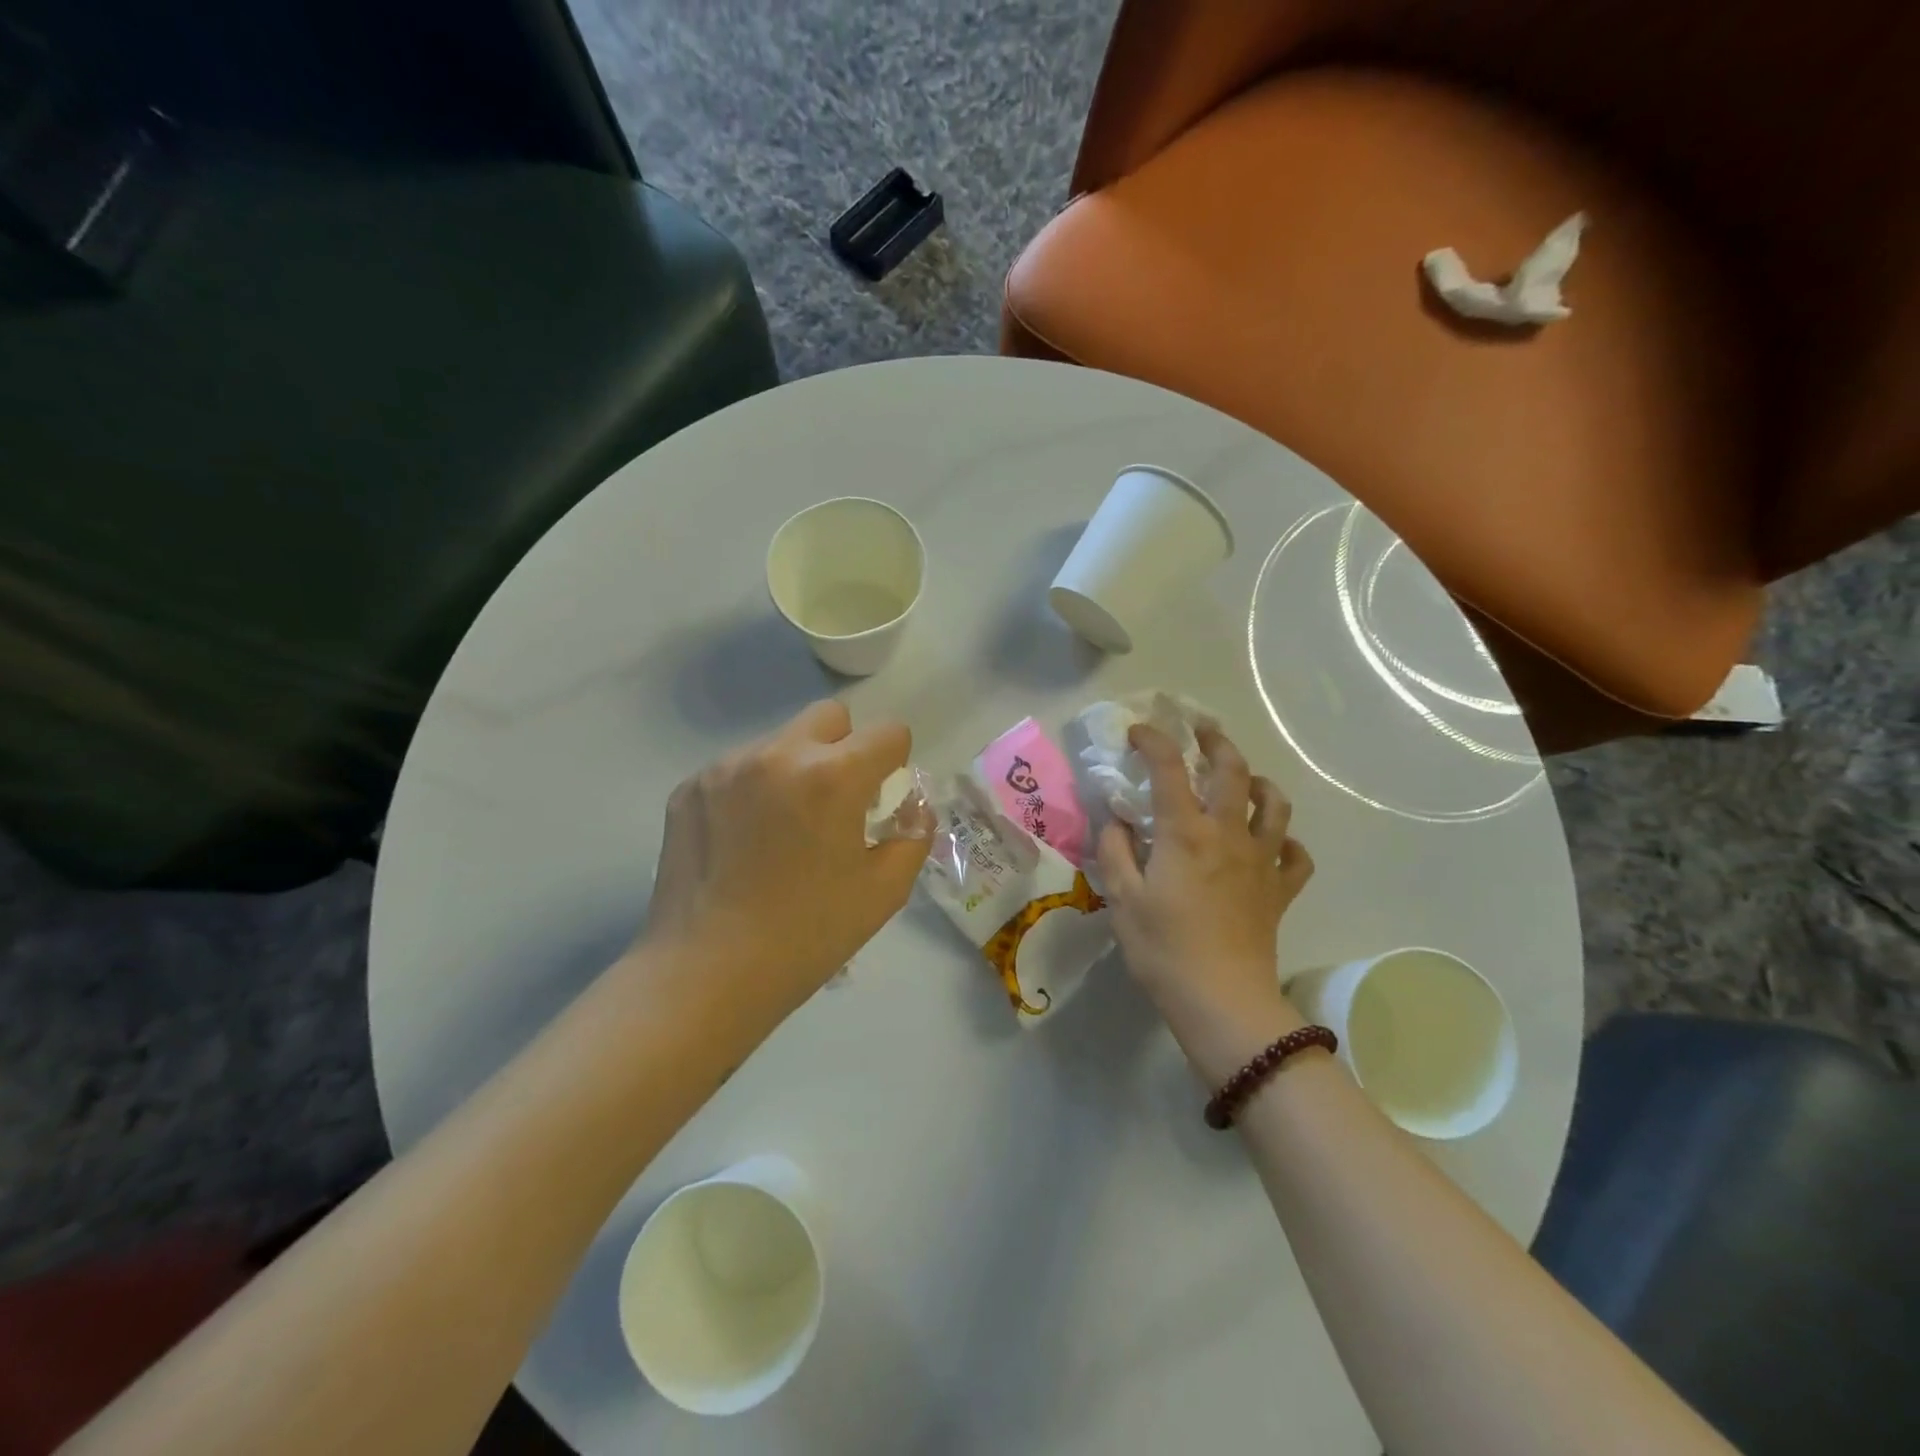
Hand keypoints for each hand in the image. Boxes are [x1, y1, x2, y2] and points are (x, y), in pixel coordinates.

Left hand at [637, 700, 928, 1025]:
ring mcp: (726, 767)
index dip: (896, 762)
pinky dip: (752, 790)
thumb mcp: (884, 892)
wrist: (705, 974)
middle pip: (830, 716)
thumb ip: (914, 836)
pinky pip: (737, 768)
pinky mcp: (689, 787)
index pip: (888, 732)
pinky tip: (742, 842)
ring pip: (780, 742)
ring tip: (781, 829)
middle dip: (846, 747)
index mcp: (833, 776)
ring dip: (795, 769)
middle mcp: (779, 754)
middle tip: (835, 802)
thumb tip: (913, 807)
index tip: (881, 799)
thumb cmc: (807, 935)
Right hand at [1096, 723, 1314, 1082]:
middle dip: (1216, 742)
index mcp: (1185, 832)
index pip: (1169, 768)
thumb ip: (1114, 850)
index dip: (1153, 741)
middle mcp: (1228, 834)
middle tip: (1201, 731)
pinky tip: (1273, 843)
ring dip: (1258, 782)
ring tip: (1243, 780)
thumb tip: (1115, 820)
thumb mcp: (1121, 898)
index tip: (1138, 732)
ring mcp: (1261, 861)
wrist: (1222, 1000)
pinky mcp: (1279, 890)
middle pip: (1233, 771)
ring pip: (1274, 805)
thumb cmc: (1163, 948)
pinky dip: (1287, 842)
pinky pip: (1296, 856)